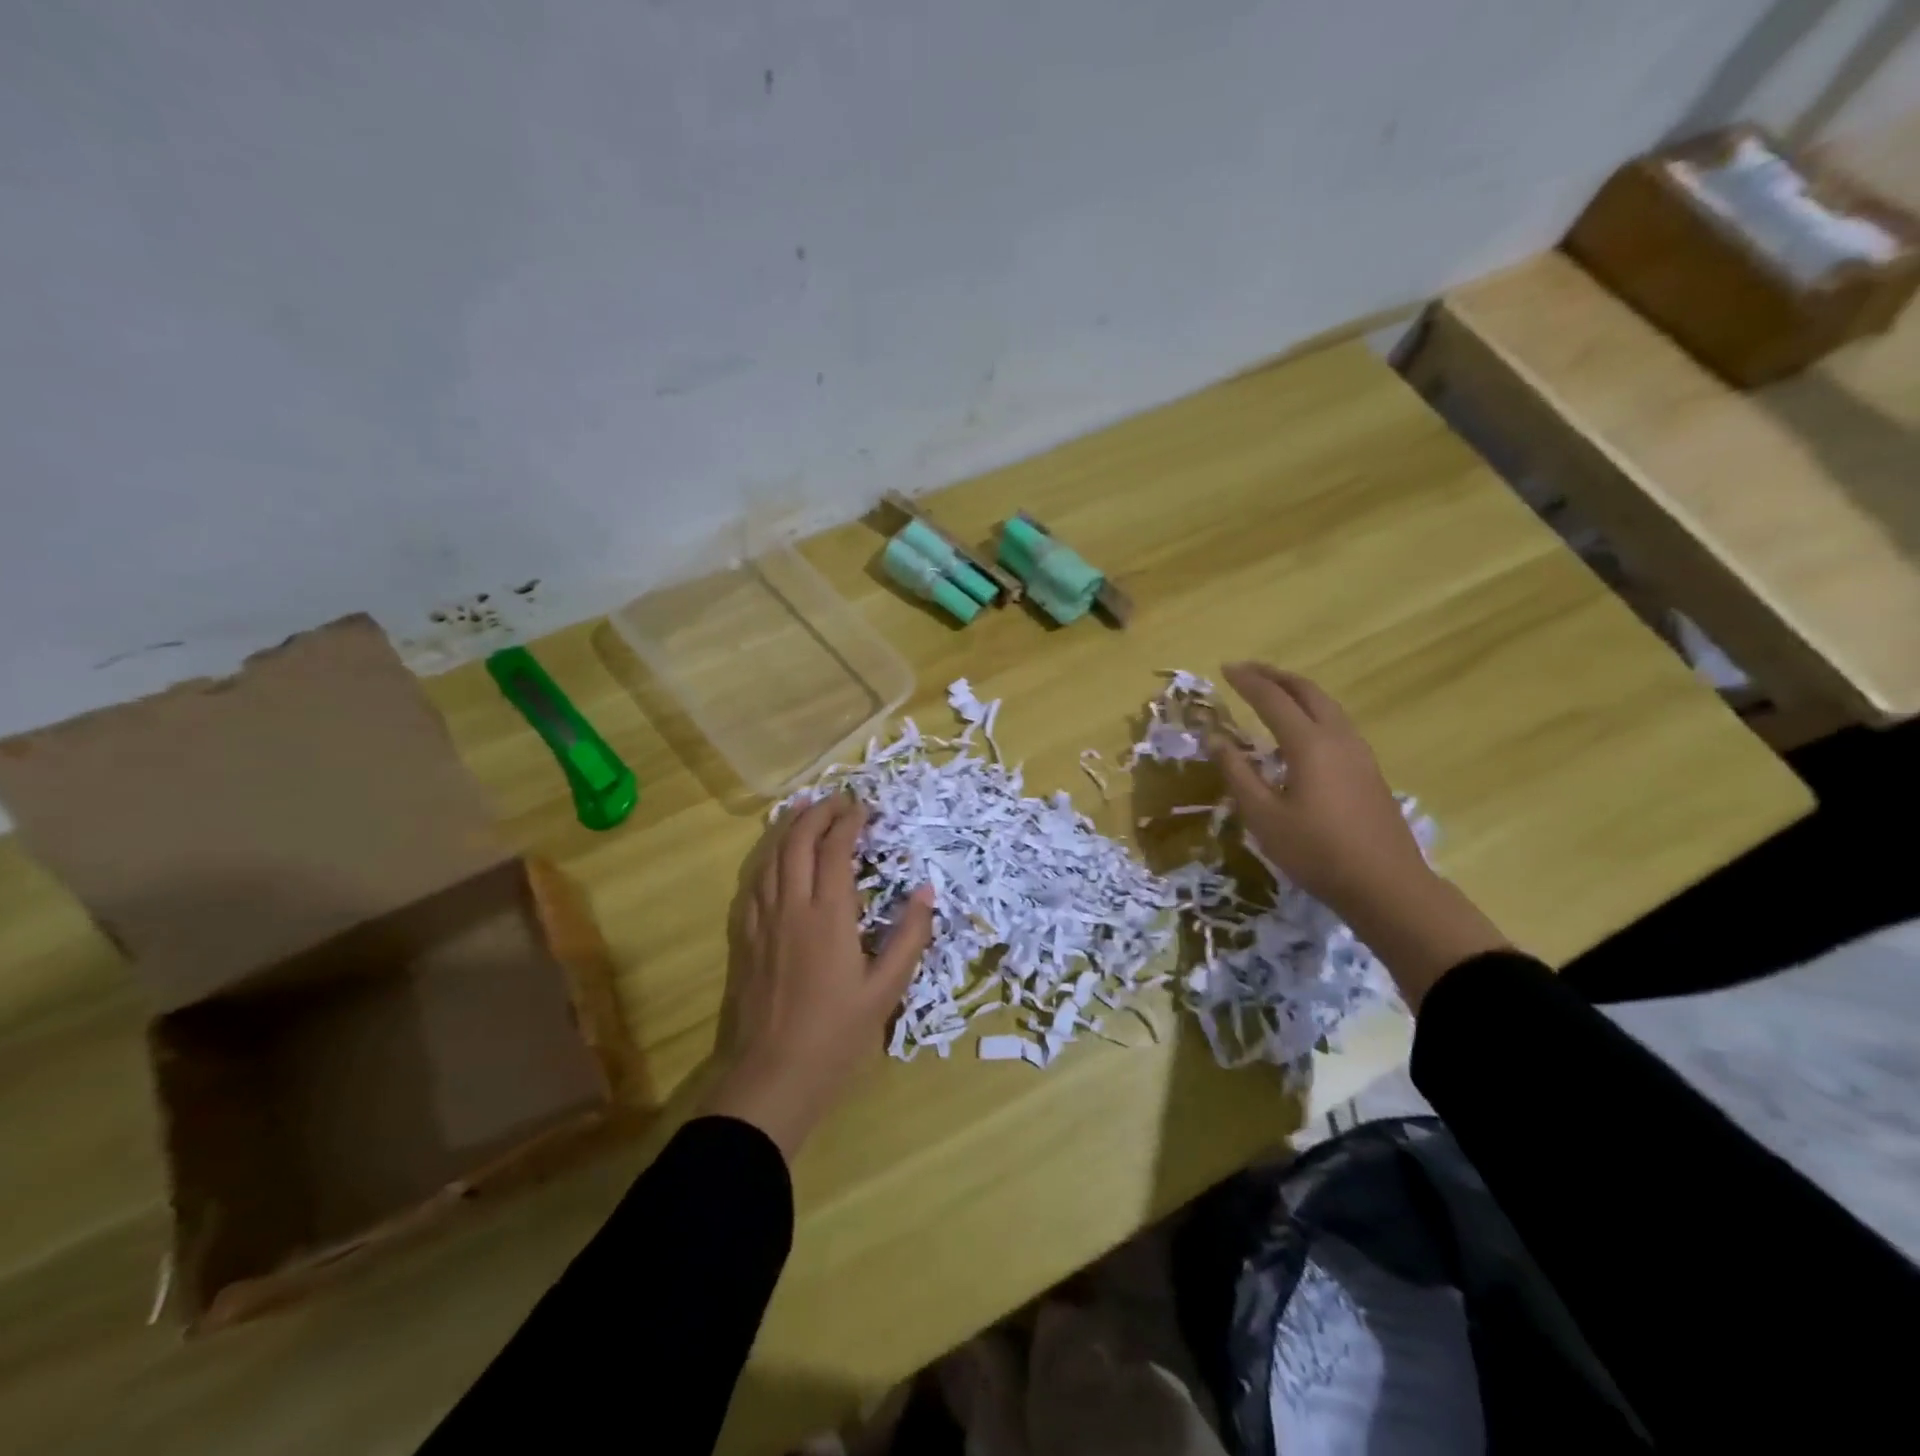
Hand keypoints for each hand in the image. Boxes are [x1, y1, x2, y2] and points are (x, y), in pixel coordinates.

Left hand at [705, 794, 934, 1158]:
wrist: (772, 1076)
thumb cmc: (836, 1035)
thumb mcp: (887, 990)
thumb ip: (909, 936)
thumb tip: (926, 890)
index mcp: (829, 916)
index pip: (836, 850)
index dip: (850, 822)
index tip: (864, 807)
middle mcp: (791, 907)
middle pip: (798, 842)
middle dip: (817, 813)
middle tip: (837, 800)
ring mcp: (761, 920)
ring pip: (770, 857)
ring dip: (789, 828)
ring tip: (805, 810)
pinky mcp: (743, 937)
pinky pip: (753, 882)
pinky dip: (767, 857)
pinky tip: (775, 857)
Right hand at [1211, 662, 1507, 1006]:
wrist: (1386, 885)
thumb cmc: (1316, 852)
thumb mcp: (1263, 816)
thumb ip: (1238, 773)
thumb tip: (1216, 739)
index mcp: (1309, 744)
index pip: (1272, 699)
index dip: (1247, 682)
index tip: (1224, 668)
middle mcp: (1338, 738)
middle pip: (1307, 691)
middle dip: (1275, 676)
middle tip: (1247, 671)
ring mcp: (1359, 753)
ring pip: (1327, 705)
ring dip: (1297, 691)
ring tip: (1272, 692)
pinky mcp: (1368, 770)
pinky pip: (1336, 723)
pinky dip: (1312, 711)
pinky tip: (1300, 731)